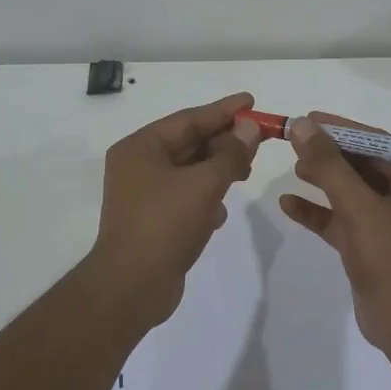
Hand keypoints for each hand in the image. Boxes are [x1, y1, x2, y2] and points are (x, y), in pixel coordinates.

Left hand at [85, 92, 261, 329]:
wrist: (131, 288)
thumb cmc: (164, 225)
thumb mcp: (203, 184)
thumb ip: (230, 154)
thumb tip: (249, 127)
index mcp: (140, 148)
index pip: (188, 119)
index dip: (223, 110)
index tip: (251, 101)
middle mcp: (138, 166)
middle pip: (189, 144)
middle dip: (224, 142)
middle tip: (259, 137)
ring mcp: (143, 195)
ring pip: (189, 172)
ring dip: (218, 170)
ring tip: (248, 170)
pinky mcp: (153, 221)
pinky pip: (185, 198)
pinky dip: (205, 198)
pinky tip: (222, 212)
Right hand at [278, 113, 390, 357]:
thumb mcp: (358, 207)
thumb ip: (329, 165)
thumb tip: (303, 125)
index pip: (378, 142)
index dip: (341, 129)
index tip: (307, 118)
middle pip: (363, 164)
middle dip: (329, 155)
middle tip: (294, 143)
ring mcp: (390, 221)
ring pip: (351, 191)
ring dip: (323, 179)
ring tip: (293, 168)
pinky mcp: (372, 244)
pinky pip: (342, 219)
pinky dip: (319, 212)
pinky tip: (288, 204)